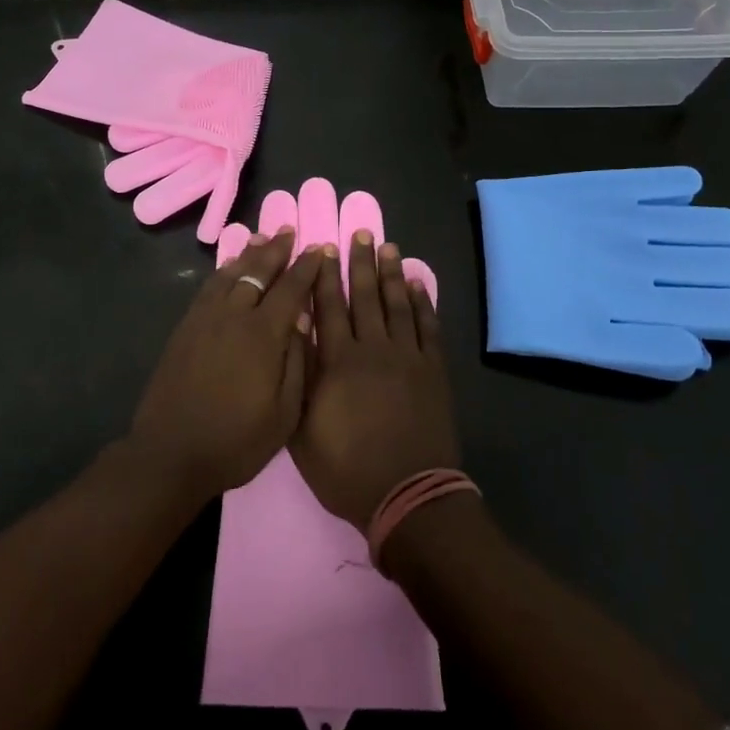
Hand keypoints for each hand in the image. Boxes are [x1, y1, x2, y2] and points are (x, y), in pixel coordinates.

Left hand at [129, 229, 324, 503]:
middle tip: (289, 231)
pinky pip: (208, 288)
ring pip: (230, 274)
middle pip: (258, 272)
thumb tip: (302, 319)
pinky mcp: (185, 328)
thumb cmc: (236, 441)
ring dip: (248, 254)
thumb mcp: (283, 414)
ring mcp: (205, 320)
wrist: (170, 453)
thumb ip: (296, 362)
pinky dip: (223, 271)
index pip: (290, 289)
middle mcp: (234, 316)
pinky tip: (229, 268)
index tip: (319, 249)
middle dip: (276, 250)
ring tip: (261, 238)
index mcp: (263, 335)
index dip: (306, 268)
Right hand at [292, 232, 459, 530]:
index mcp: (339, 361)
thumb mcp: (303, 430)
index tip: (324, 248)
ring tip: (388, 246)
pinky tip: (418, 284)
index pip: (329, 307)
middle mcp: (373, 348)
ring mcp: (408, 357)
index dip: (326, 276)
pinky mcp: (434, 370)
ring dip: (392, 273)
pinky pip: (428, 327)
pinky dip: (423, 303)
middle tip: (361, 232)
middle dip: (361, 263)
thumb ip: (299, 378)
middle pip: (365, 296)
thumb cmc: (347, 469)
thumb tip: (295, 332)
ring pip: (397, 304)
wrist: (408, 496)